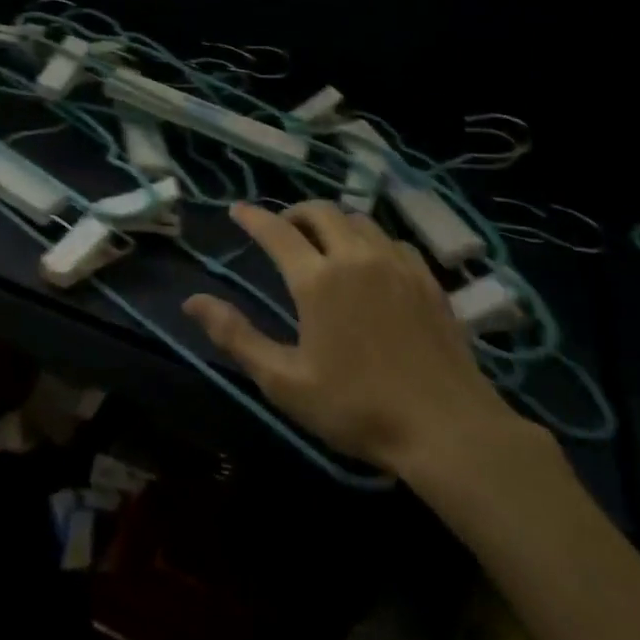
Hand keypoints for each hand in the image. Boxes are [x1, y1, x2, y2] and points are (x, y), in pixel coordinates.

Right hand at [183, 202, 544, 490]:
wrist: (448, 428)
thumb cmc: (357, 408)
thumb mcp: (285, 381)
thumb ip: (236, 336)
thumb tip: (192, 301)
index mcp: (318, 280)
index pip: (276, 231)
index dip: (253, 217)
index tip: (236, 210)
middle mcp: (356, 257)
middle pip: (320, 212)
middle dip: (293, 213)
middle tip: (281, 230)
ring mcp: (397, 264)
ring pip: (358, 220)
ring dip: (332, 222)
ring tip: (321, 243)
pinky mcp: (427, 278)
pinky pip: (390, 240)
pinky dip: (368, 239)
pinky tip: (368, 262)